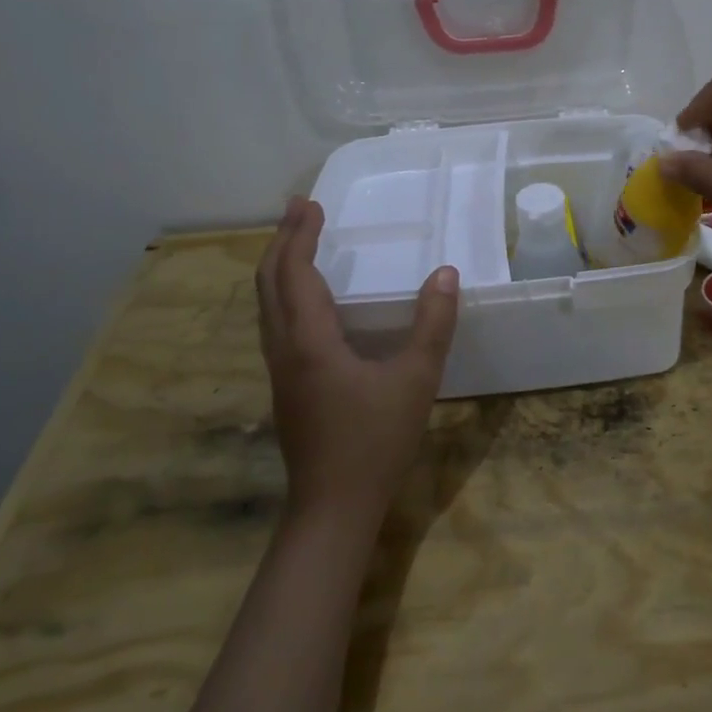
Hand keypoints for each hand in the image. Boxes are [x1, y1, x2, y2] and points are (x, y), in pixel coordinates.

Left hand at [256, 197, 459, 524]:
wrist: (333, 509)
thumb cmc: (375, 441)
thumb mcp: (416, 379)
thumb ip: (432, 324)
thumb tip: (445, 273)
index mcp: (309, 341)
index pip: (295, 272)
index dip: (300, 235)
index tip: (310, 203)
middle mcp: (284, 349)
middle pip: (268, 283)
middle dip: (282, 242)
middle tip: (300, 210)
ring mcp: (280, 371)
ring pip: (266, 306)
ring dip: (279, 267)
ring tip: (298, 243)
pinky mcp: (286, 388)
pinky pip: (275, 324)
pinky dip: (284, 294)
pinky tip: (307, 301)